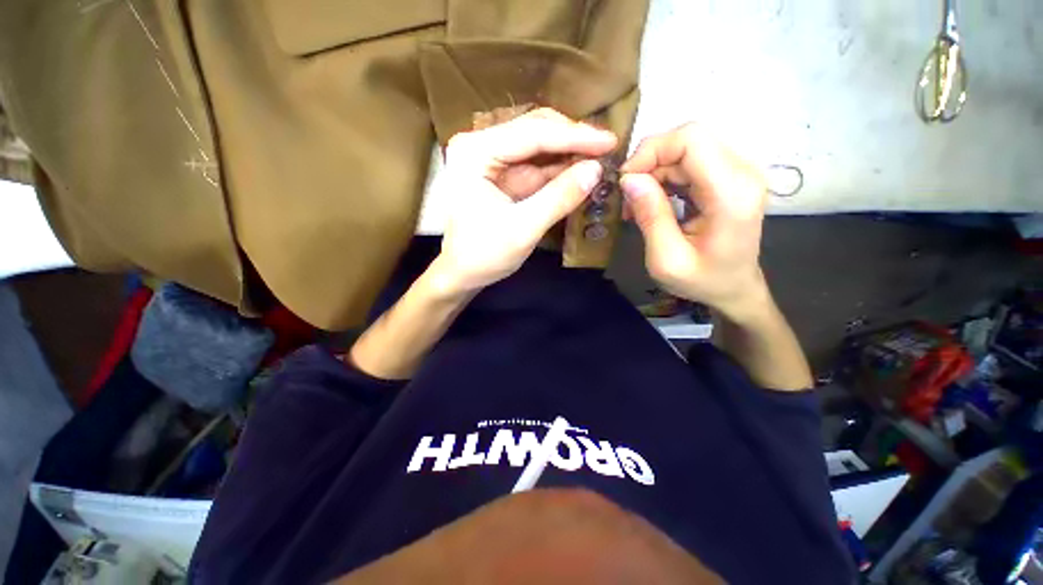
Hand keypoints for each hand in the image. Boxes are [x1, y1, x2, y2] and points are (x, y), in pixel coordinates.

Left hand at [431, 108, 616, 293]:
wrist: (462, 274)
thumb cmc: (483, 255)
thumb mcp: (523, 229)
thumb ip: (559, 198)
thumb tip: (596, 170)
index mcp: (475, 152)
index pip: (532, 134)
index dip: (574, 136)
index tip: (610, 140)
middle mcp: (480, 146)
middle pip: (534, 131)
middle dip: (572, 140)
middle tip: (608, 148)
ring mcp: (491, 160)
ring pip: (538, 147)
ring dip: (568, 154)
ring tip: (601, 158)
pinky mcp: (501, 175)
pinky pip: (535, 166)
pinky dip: (558, 171)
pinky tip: (580, 172)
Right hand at [619, 124, 768, 319]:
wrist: (735, 288)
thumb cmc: (703, 281)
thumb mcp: (666, 259)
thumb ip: (650, 217)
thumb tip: (629, 179)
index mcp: (731, 193)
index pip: (691, 139)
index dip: (651, 151)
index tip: (625, 182)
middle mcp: (742, 172)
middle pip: (688, 140)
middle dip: (649, 164)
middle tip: (629, 200)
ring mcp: (738, 172)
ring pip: (685, 148)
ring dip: (654, 172)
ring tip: (638, 206)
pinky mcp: (729, 176)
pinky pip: (690, 161)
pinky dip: (665, 177)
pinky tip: (654, 202)